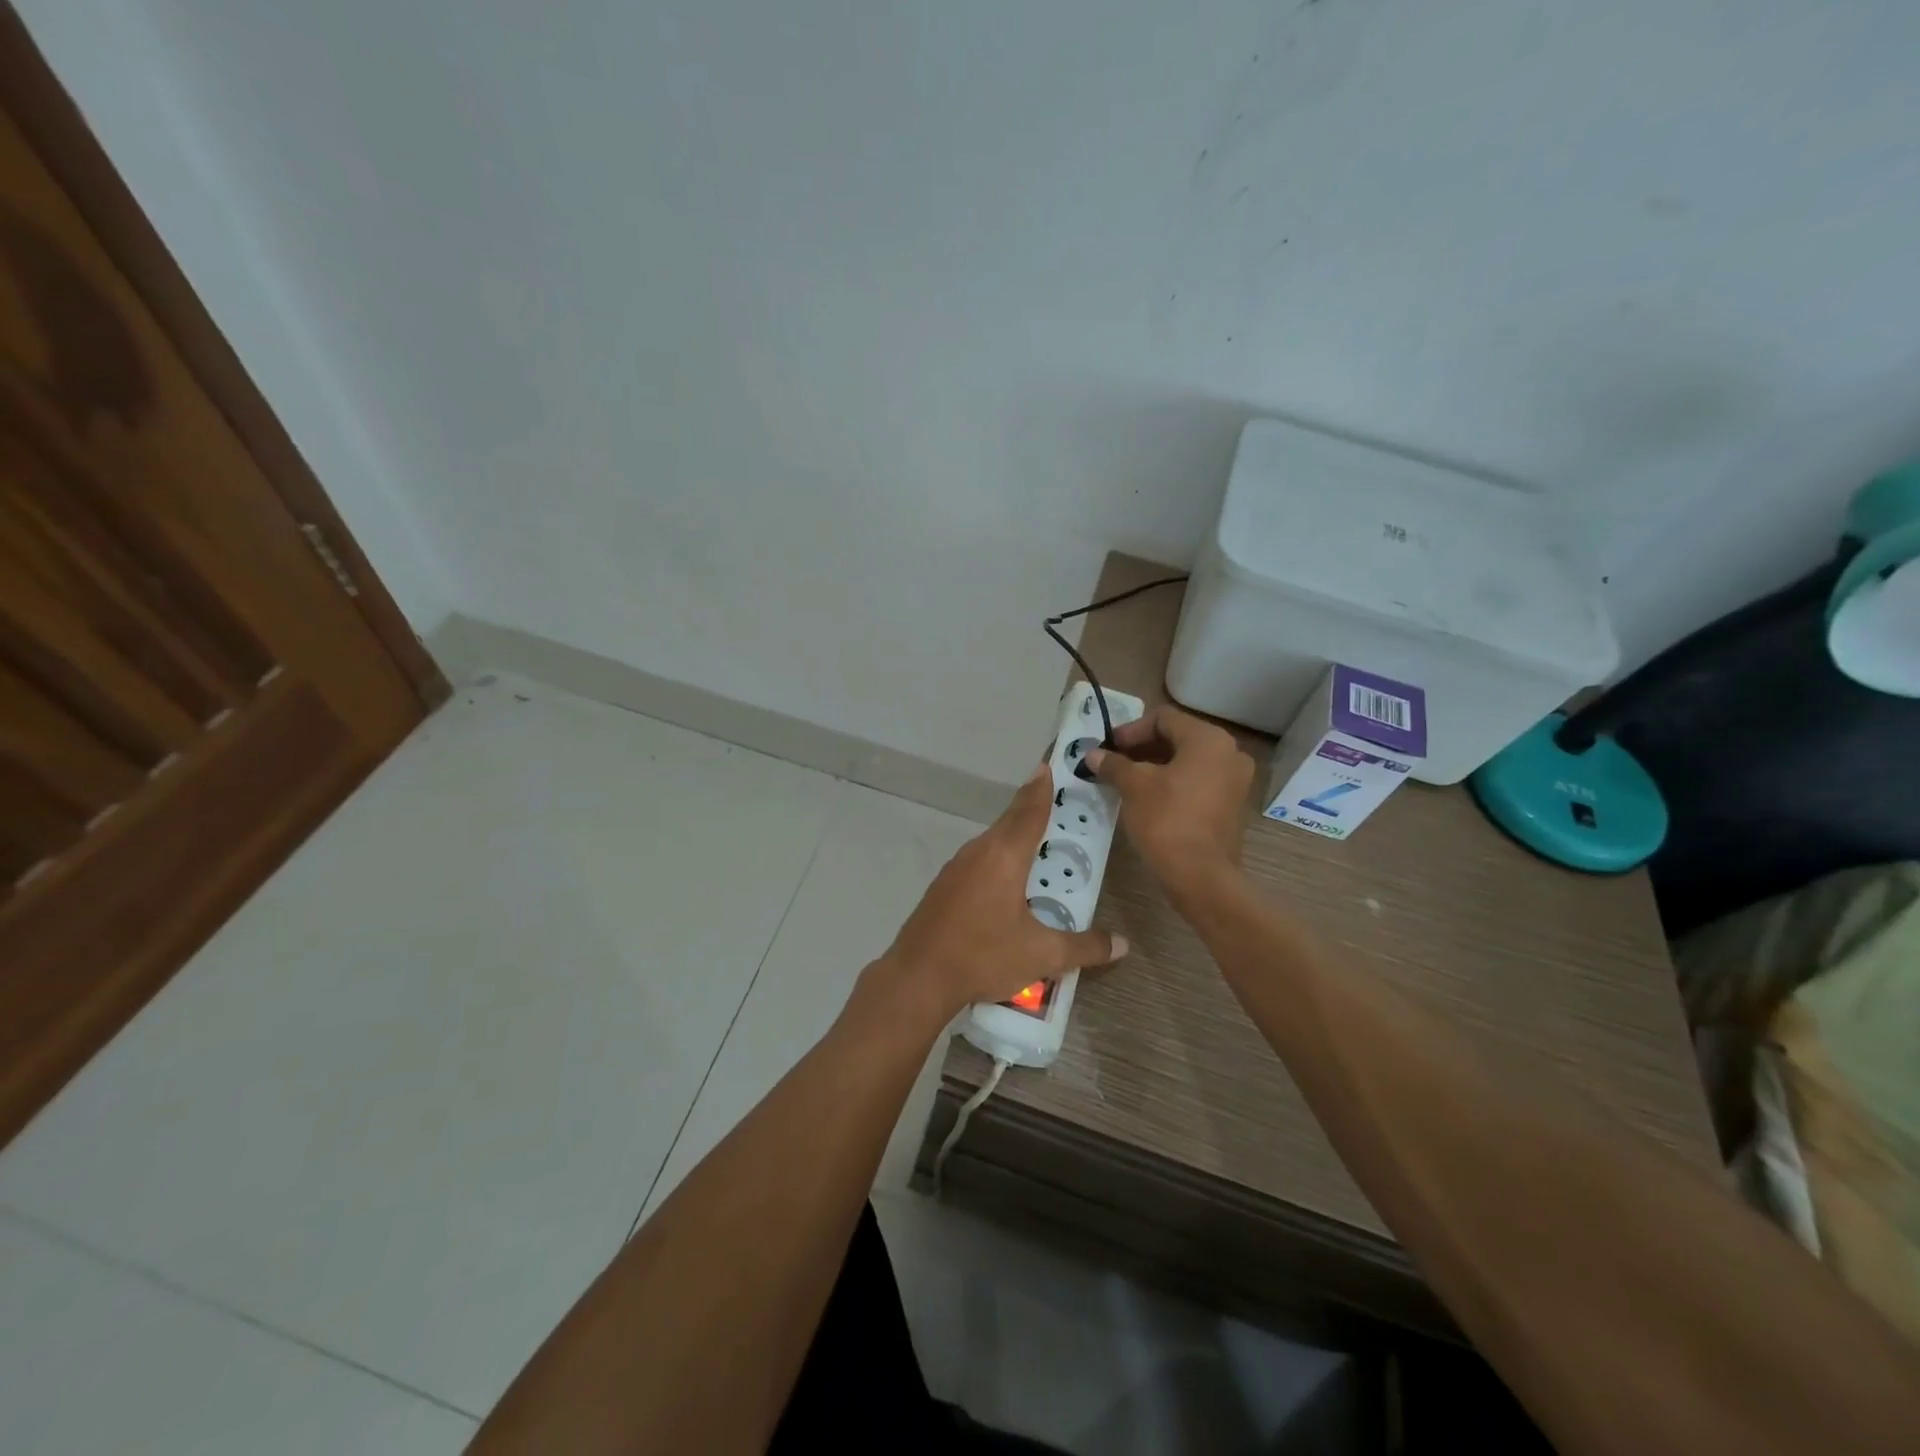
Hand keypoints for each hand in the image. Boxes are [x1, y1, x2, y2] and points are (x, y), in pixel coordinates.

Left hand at [869, 766, 1126, 1021]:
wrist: (918, 977)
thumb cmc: (983, 956)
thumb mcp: (1042, 955)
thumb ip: (1084, 947)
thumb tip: (1122, 944)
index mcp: (1004, 856)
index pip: (1029, 812)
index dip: (1041, 789)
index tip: (1047, 766)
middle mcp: (979, 852)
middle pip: (1009, 822)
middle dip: (1031, 809)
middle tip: (1054, 801)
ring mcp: (956, 868)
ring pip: (992, 842)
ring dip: (1013, 836)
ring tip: (1037, 843)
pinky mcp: (943, 886)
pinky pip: (978, 860)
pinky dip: (997, 858)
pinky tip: (1005, 880)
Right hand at [1086, 704, 1253, 900]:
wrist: (1200, 876)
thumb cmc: (1166, 820)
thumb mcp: (1134, 787)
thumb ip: (1114, 764)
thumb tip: (1093, 754)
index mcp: (1209, 740)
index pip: (1164, 718)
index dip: (1131, 730)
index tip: (1108, 748)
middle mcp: (1229, 753)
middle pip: (1178, 737)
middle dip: (1142, 748)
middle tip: (1113, 763)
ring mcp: (1235, 780)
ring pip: (1188, 761)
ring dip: (1155, 765)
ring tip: (1125, 780)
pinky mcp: (1232, 805)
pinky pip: (1198, 781)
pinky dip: (1173, 782)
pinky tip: (1147, 797)